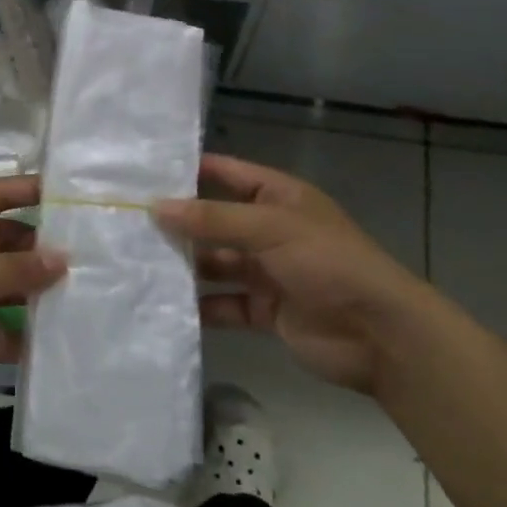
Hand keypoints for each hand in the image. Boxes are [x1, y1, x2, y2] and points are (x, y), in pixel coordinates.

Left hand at [0, 175, 63, 438]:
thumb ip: (11, 270)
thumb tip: (63, 257)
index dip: (26, 191)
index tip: (71, 196)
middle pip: (3, 244)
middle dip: (39, 249)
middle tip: (90, 257)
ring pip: (3, 288)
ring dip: (33, 293)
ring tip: (81, 297)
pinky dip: (18, 335)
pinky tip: (50, 342)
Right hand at [154, 153, 430, 393]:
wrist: (380, 335)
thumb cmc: (328, 262)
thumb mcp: (269, 228)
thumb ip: (212, 218)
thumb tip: (156, 206)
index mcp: (276, 197)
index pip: (225, 173)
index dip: (188, 171)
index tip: (141, 173)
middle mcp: (268, 229)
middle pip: (214, 221)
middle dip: (178, 223)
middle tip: (126, 222)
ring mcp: (267, 271)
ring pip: (215, 263)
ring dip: (186, 265)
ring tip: (136, 263)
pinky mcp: (265, 310)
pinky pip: (224, 303)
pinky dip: (200, 306)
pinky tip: (164, 304)